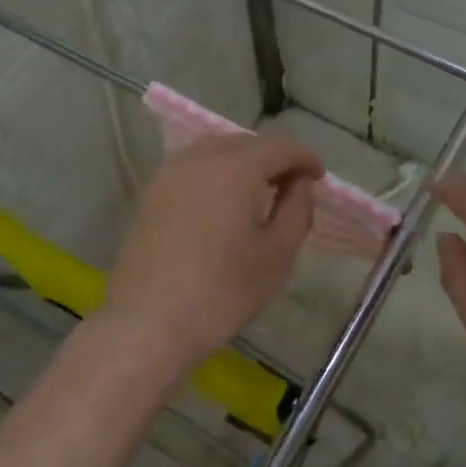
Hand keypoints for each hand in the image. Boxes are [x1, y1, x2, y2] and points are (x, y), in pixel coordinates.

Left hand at [102, 133, 323, 368]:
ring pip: (215, 150)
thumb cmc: (221, 292)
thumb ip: (297, 210)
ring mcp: (169, 173)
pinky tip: (222, 202)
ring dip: (242, 162)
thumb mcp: (277, 255)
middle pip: (245, 142)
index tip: (318, 178)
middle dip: (273, 158)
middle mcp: (200, 159)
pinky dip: (215, 173)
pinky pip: (192, 167)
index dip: (304, 157)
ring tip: (258, 192)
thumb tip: (299, 184)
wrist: (147, 324)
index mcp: (235, 168)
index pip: (278, 146)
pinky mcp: (150, 193)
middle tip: (291, 187)